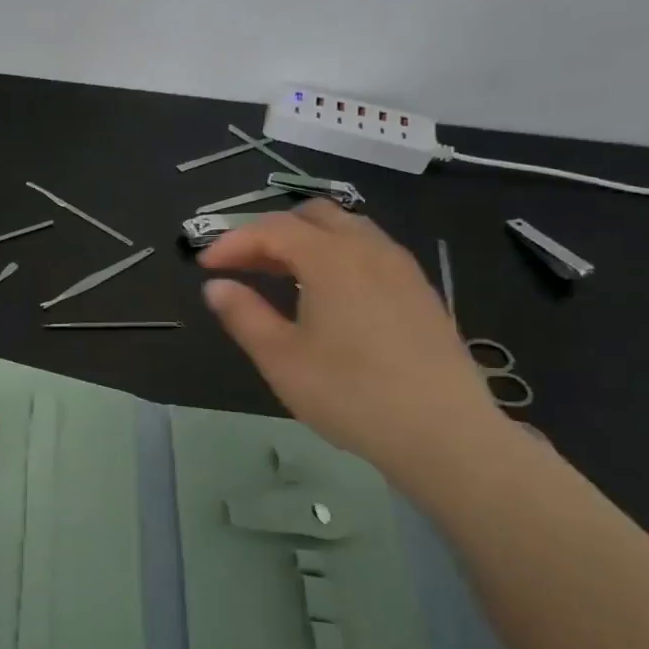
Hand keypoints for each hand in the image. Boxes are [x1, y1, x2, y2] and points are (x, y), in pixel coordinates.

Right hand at [199, 202, 514, 479]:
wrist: (444, 433)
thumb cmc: (350, 394)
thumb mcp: (281, 359)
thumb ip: (243, 315)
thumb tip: (216, 286)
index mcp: (331, 259)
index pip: (272, 229)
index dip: (232, 241)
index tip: (205, 266)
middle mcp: (368, 249)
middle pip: (312, 216)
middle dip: (270, 232)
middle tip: (242, 265)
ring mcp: (401, 268)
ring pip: (347, 229)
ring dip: (306, 241)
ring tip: (280, 276)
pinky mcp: (420, 292)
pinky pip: (370, 251)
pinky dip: (336, 256)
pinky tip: (327, 295)